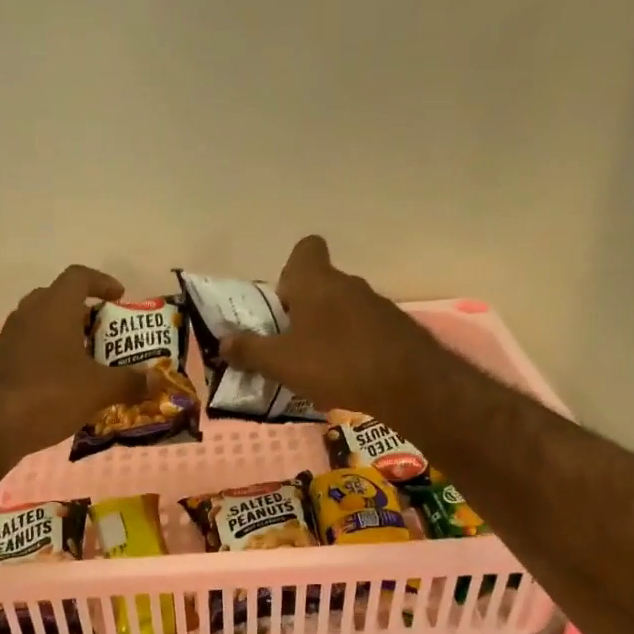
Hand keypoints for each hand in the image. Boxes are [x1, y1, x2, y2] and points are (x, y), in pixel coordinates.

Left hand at [0, 264, 149, 463]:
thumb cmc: (48, 394)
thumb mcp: (97, 390)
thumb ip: (130, 382)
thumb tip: (159, 381)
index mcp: (54, 308)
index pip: (78, 276)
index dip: (101, 282)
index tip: (119, 297)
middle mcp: (28, 315)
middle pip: (57, 299)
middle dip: (83, 312)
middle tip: (104, 334)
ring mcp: (8, 340)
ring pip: (41, 327)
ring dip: (64, 338)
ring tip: (88, 364)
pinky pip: (29, 352)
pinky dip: (48, 361)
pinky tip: (61, 388)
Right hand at [219, 236, 442, 415]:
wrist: (409, 384)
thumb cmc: (335, 363)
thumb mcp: (281, 363)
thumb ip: (250, 350)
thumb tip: (224, 342)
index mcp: (316, 282)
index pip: (305, 249)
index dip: (290, 270)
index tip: (282, 302)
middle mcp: (348, 284)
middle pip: (321, 284)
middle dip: (303, 310)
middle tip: (289, 344)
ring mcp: (377, 305)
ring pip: (343, 309)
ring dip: (328, 330)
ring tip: (316, 367)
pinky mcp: (396, 330)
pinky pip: (364, 331)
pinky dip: (352, 348)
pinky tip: (347, 378)